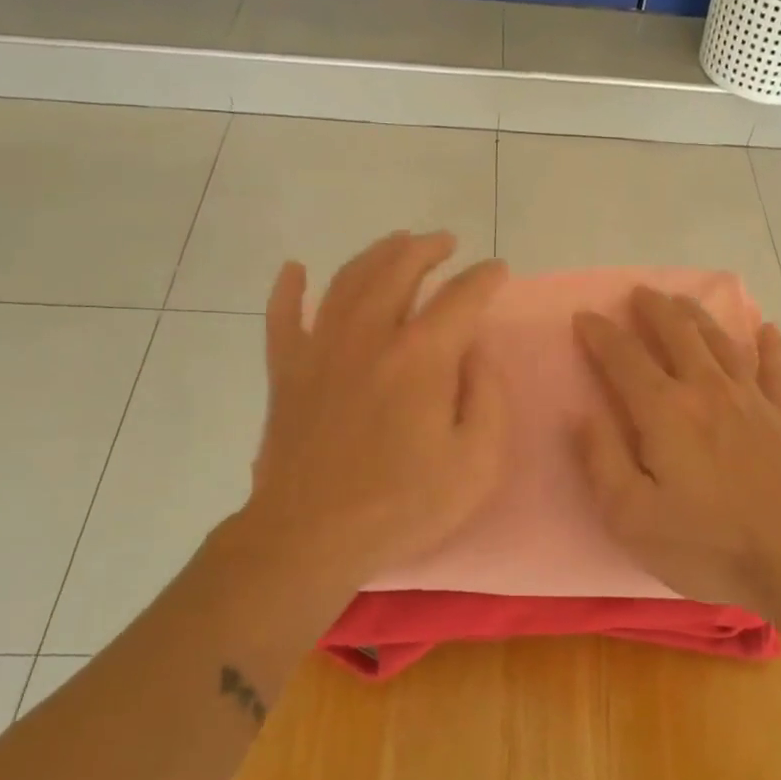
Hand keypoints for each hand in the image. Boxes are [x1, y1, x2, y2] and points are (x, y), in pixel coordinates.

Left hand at [240, 232, 507, 593]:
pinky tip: (295, 270)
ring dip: (376, 254)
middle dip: (426, 249)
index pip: (460, 298)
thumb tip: (476, 352)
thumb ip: (487, 397)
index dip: (483, 279)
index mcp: (421, 357)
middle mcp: (369, 336)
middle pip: (398, 271)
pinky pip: (282, 317)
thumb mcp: (477, 463)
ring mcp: (320, 349)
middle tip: (445, 242)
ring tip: (396, 244)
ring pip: (347, 281)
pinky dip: (288, 290)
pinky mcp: (286, 372)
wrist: (311, 537)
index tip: (497, 270)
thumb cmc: (402, 506)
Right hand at [573, 289, 780, 612]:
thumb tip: (580, 415)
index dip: (600, 334)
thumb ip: (602, 460)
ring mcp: (752, 399)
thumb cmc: (708, 545)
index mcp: (664, 411)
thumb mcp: (632, 517)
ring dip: (697, 316)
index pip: (623, 358)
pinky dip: (769, 344)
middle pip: (677, 333)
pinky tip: (766, 329)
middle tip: (639, 292)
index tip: (584, 316)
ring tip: (683, 301)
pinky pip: (775, 367)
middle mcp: (706, 390)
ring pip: (720, 341)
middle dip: (653, 308)